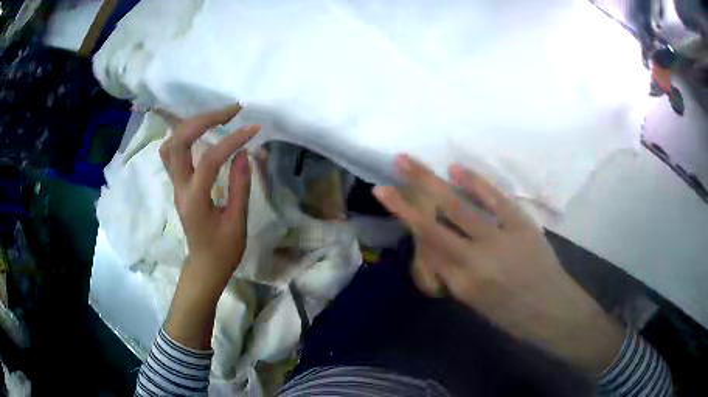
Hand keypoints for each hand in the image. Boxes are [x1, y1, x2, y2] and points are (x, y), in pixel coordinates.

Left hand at [159, 104, 259, 348]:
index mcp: (195, 200)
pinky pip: (173, 152)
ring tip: (217, 117)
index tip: (253, 129)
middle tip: (232, 111)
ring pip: (170, 144)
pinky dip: (186, 135)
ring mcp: (175, 184)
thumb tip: (244, 153)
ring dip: (192, 125)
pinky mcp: (178, 184)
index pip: (209, 160)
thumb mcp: (237, 222)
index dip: (231, 141)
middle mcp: (179, 187)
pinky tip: (202, 132)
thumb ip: (239, 186)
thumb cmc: (223, 251)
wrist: (204, 266)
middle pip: (178, 141)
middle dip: (204, 119)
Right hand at [373, 155, 623, 373]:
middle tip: (391, 170)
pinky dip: (475, 182)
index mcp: (461, 284)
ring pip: (458, 207)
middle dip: (408, 197)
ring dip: (431, 181)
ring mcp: (500, 240)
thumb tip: (439, 244)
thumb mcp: (473, 301)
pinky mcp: (522, 225)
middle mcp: (475, 261)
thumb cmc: (511, 315)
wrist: (552, 311)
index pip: (426, 248)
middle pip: (433, 224)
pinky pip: (495, 200)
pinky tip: (456, 169)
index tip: (387, 197)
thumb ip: (452, 272)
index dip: (409, 221)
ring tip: (411, 160)